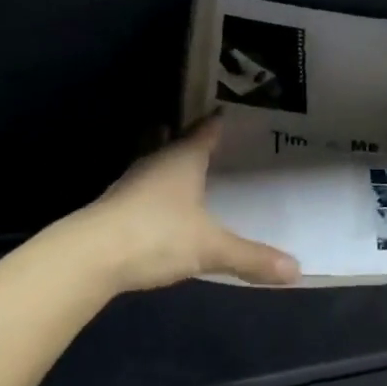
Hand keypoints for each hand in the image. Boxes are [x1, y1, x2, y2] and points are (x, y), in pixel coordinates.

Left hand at [76, 117, 300, 293]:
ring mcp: (132, 182)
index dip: (219, 123)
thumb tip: (296, 269)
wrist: (90, 256)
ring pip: (157, 164)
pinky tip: (167, 209)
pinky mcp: (116, 205)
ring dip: (173, 166)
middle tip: (219, 145)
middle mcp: (156, 161)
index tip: (232, 115)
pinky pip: (145, 189)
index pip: (205, 130)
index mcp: (183, 158)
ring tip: (195, 175)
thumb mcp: (210, 248)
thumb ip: (251, 257)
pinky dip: (158, 191)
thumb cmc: (156, 235)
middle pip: (177, 141)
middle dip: (194, 141)